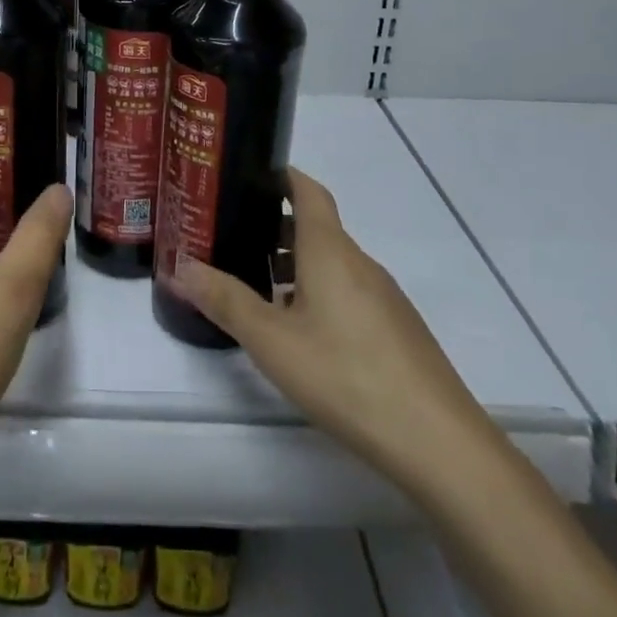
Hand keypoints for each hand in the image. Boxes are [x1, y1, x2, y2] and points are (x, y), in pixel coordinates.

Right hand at [169, 168, 493, 498]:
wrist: (437, 441)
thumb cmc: (345, 375)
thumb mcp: (272, 340)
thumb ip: (224, 300)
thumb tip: (179, 264)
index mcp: (330, 251)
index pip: (308, 191)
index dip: (282, 175)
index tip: (248, 175)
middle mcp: (359, 262)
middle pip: (316, 228)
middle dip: (273, 228)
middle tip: (231, 239)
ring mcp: (383, 296)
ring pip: (331, 263)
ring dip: (294, 265)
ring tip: (256, 288)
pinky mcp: (395, 328)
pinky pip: (348, 291)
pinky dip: (316, 292)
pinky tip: (299, 332)